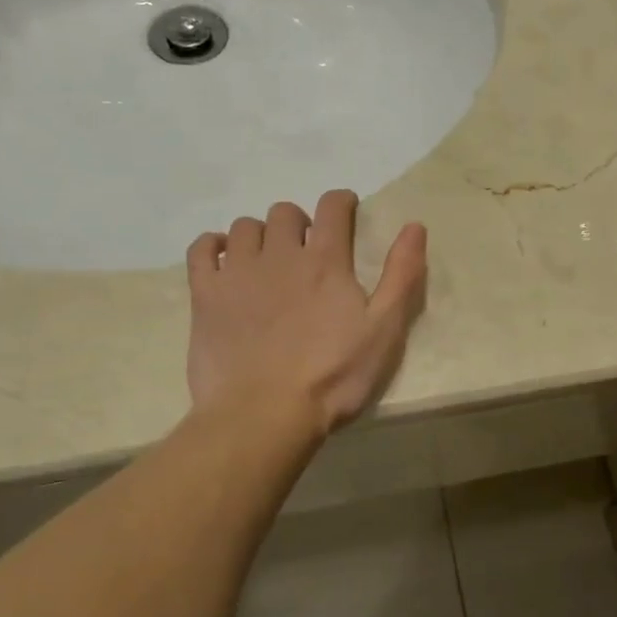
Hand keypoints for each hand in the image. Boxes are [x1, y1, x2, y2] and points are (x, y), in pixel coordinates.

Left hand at [186, 191, 427, 434]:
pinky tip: (223, 259)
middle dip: (299, 223)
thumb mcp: (384, 330)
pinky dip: (212, 245)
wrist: (263, 415)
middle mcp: (279, 254)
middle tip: (306, 250)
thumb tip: (414, 225)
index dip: (342, 202)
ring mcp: (238, 273)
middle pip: (285, 213)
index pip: (333, 206)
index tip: (347, 211)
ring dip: (260, 236)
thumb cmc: (332, 377)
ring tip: (267, 261)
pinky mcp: (205, 295)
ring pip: (245, 227)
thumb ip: (401, 275)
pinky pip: (201, 249)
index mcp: (325, 261)